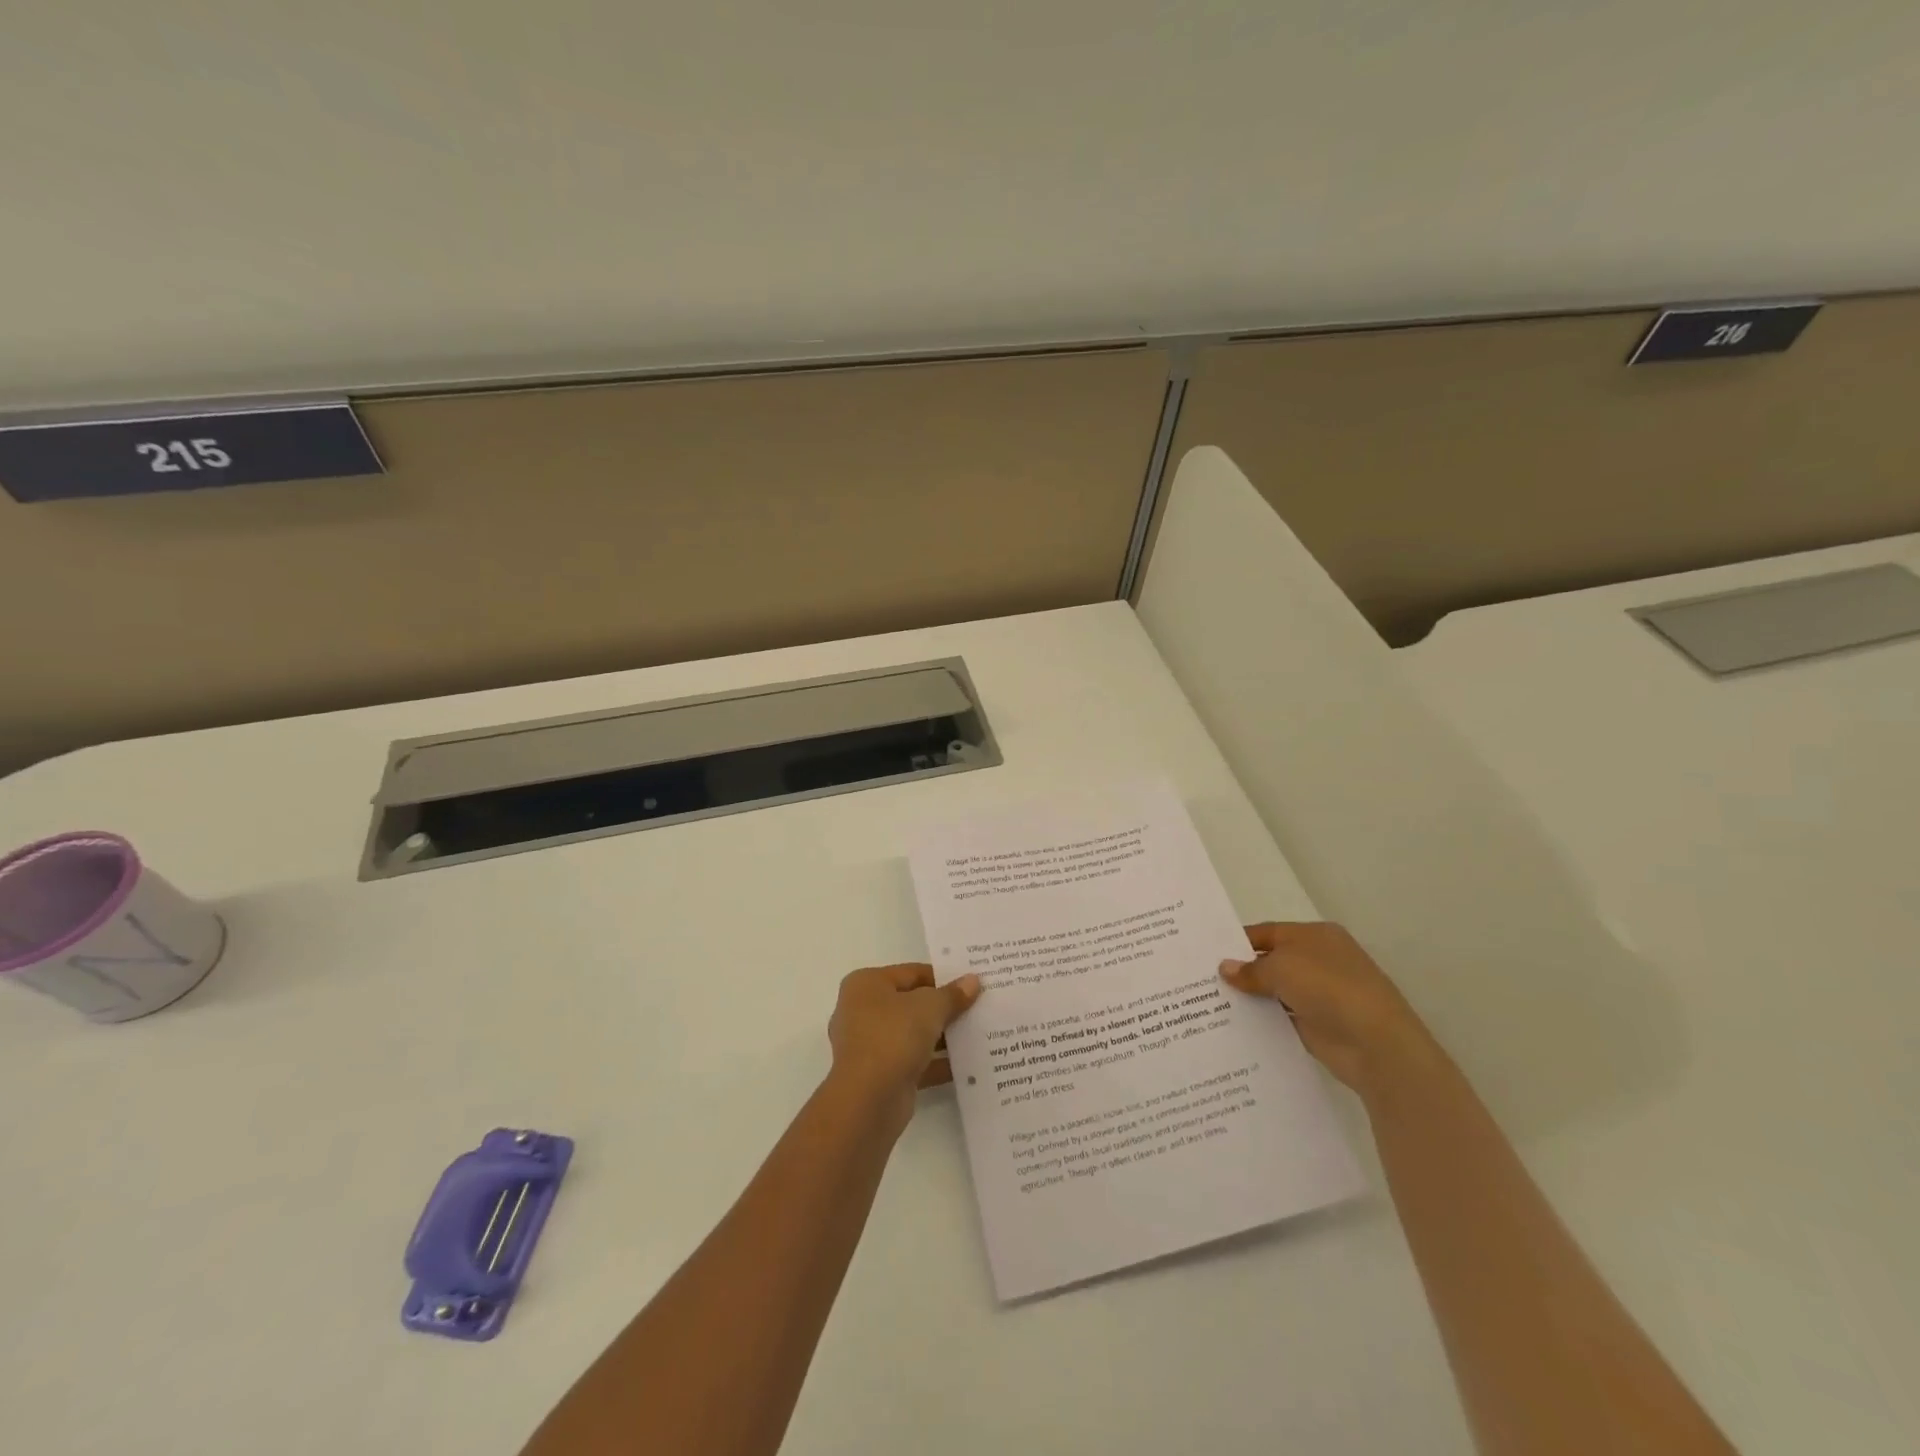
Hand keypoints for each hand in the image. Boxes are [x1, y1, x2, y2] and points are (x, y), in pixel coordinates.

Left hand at [826, 964, 982, 1127]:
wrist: (867, 1101)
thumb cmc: (892, 1037)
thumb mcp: (929, 1007)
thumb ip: (952, 995)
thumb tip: (972, 981)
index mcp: (866, 984)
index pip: (911, 973)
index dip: (943, 976)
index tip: (972, 983)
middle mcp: (863, 1011)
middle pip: (912, 1003)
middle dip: (944, 1007)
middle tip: (979, 1006)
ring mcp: (870, 1045)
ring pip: (914, 1034)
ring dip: (943, 1036)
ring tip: (979, 1033)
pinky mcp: (881, 1075)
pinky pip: (914, 1062)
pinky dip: (937, 1062)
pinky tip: (968, 1065)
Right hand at [1219, 922, 1431, 1093]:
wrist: (1376, 1044)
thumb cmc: (1328, 988)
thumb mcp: (1282, 968)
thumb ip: (1250, 969)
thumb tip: (1225, 969)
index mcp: (1315, 936)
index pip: (1267, 933)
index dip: (1238, 942)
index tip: (1206, 953)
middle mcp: (1319, 960)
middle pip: (1271, 961)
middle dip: (1241, 970)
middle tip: (1202, 979)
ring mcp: (1321, 994)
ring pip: (1275, 991)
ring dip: (1251, 997)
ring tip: (1209, 1003)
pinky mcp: (1319, 1025)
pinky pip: (1282, 1018)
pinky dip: (1263, 1020)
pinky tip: (1235, 1025)